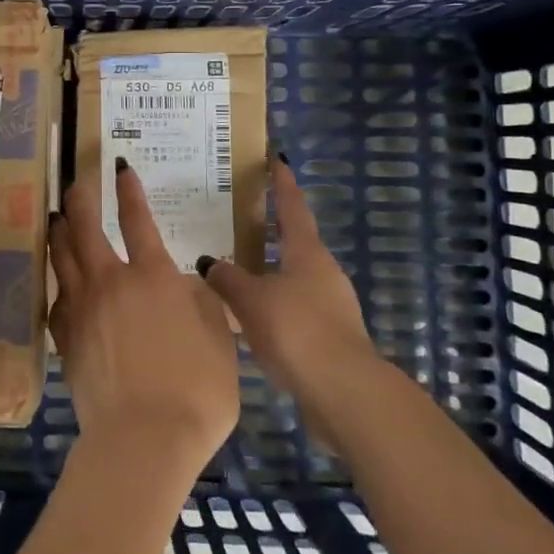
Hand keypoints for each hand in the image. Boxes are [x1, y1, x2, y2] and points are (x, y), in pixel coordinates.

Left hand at [49, 162, 239, 480]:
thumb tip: (185, 283)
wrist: (143, 440)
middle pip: (85, 228)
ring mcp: (83, 309)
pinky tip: (58, 280)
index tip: (120, 167)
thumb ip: (202, 303)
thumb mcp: (219, 340)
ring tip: (56, 216)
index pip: (137, 219)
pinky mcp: (66, 338)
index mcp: (152, 276)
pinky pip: (56, 297)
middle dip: (80, 199)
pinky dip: (57, 281)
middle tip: (76, 182)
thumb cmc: (196, 390)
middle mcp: (111, 282)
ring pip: (62, 257)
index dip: (128, 190)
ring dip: (59, 231)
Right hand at [196, 158, 378, 419]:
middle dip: (268, 229)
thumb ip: (228, 279)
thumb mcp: (252, 300)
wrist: (343, 393)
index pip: (292, 207)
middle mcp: (322, 272)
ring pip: (290, 277)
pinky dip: (270, 303)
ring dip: (266, 270)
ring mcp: (329, 305)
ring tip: (233, 269)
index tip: (275, 160)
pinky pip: (292, 307)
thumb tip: (210, 262)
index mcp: (307, 253)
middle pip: (293, 241)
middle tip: (236, 218)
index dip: (281, 183)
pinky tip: (247, 316)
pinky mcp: (327, 336)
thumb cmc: (297, 331)